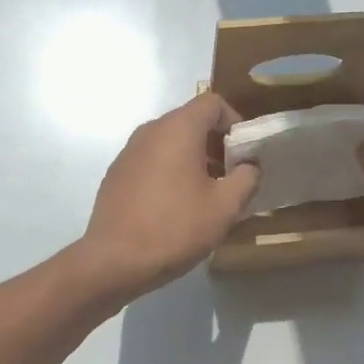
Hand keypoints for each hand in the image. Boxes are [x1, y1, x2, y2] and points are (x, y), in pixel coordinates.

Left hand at [73, 92, 260, 301]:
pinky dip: (169, 171)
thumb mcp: (224, 207)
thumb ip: (246, 178)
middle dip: (215, 143)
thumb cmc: (175, 228)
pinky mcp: (116, 173)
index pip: (212, 103)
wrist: (114, 260)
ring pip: (170, 142)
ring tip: (205, 195)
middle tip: (230, 177)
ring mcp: (128, 152)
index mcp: (177, 129)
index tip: (244, 154)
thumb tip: (249, 166)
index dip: (235, 122)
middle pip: (190, 121)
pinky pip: (151, 160)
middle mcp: (150, 131)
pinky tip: (175, 206)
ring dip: (193, 159)